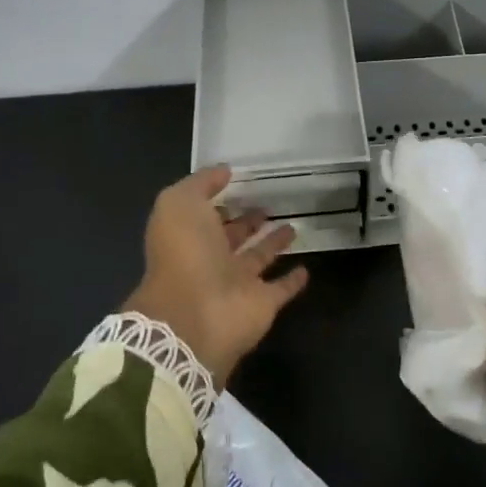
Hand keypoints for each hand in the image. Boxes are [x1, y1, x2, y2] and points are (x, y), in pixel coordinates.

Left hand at [124, 166, 309, 384]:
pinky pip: (281, 289)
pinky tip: (305, 269)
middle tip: (268, 205)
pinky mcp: (262, 304)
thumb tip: (225, 171)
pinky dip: (292, 281)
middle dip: (247, 221)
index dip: (218, 200)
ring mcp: (238, 284)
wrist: (194, 315)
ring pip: (258, 258)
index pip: (205, 215)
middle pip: (232, 237)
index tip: (240, 183)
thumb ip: (201, 183)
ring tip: (292, 226)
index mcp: (188, 236)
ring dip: (272, 244)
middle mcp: (211, 260)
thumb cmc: (185, 253)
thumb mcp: (180, 203)